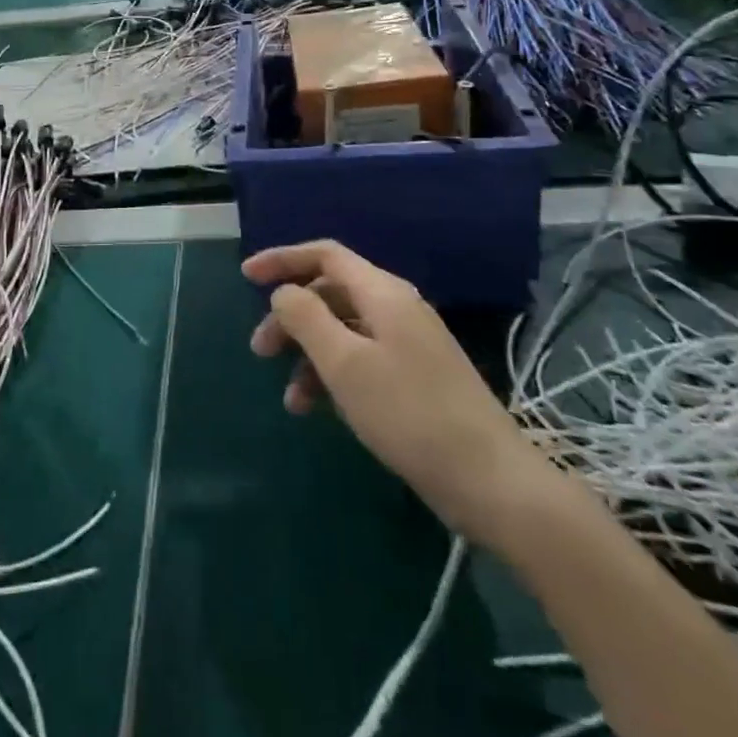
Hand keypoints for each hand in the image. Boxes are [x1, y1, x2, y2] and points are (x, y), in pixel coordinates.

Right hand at [244, 240, 559, 544]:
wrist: (491, 481)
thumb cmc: (409, 414)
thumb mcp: (345, 363)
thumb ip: (306, 318)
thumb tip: (283, 292)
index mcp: (382, 293)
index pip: (325, 255)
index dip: (283, 259)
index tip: (246, 276)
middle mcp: (396, 308)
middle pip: (330, 293)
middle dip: (291, 317)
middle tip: (260, 351)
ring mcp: (410, 344)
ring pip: (343, 331)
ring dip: (309, 354)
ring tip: (289, 397)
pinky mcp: (416, 378)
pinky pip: (362, 359)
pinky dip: (334, 375)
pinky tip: (318, 409)